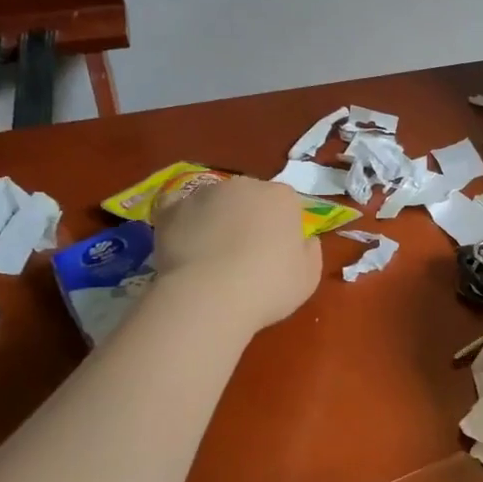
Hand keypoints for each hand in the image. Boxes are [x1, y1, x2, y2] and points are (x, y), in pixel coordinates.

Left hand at [150, 177, 321, 333]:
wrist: (209, 296)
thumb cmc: (268, 287)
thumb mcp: (308, 278)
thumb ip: (310, 252)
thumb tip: (306, 240)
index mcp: (282, 197)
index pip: (287, 204)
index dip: (283, 228)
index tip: (279, 253)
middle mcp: (244, 185)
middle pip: (250, 198)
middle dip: (249, 218)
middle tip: (245, 254)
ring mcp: (204, 194)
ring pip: (215, 202)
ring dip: (216, 220)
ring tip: (211, 256)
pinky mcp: (172, 209)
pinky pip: (179, 209)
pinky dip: (183, 221)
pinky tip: (184, 242)